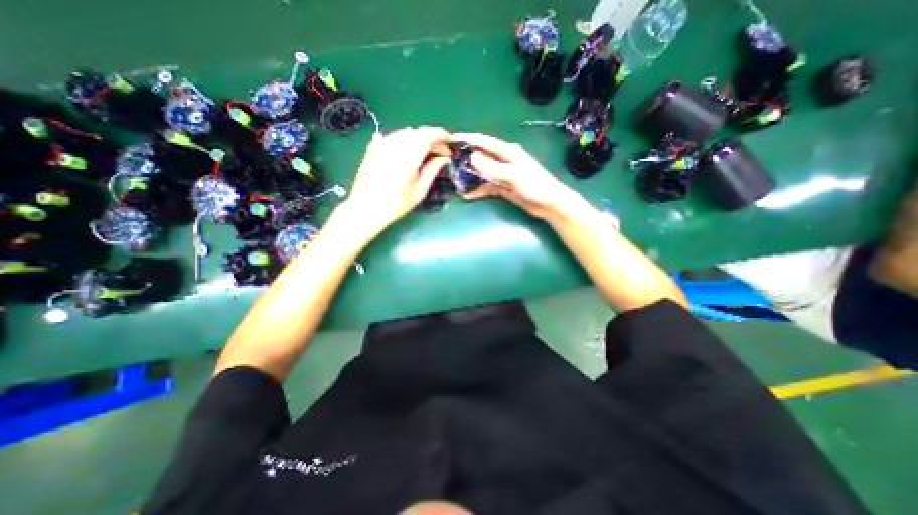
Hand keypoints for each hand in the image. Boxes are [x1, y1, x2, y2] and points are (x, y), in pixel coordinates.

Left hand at [344, 127, 451, 231]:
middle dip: (431, 138)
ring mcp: (382, 145)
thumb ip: (432, 170)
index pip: (428, 135)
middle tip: (440, 152)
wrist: (366, 208)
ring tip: (425, 152)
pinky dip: (404, 140)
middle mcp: (395, 145)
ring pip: (405, 132)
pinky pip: (392, 136)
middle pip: (417, 132)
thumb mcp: (419, 191)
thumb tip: (444, 158)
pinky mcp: (374, 148)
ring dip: (418, 138)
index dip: (441, 135)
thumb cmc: (396, 204)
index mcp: (408, 156)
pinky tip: (407, 151)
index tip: (449, 142)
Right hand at [448, 130, 576, 219]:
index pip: (484, 142)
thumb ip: (493, 167)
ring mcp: (504, 174)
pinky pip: (488, 186)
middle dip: (466, 158)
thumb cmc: (535, 186)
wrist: (549, 204)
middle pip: (482, 156)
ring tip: (455, 180)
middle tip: (449, 162)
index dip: (468, 139)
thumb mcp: (513, 176)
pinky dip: (479, 190)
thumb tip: (472, 158)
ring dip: (471, 177)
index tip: (451, 139)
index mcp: (508, 152)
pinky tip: (468, 195)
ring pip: (483, 172)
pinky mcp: (504, 187)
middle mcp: (504, 160)